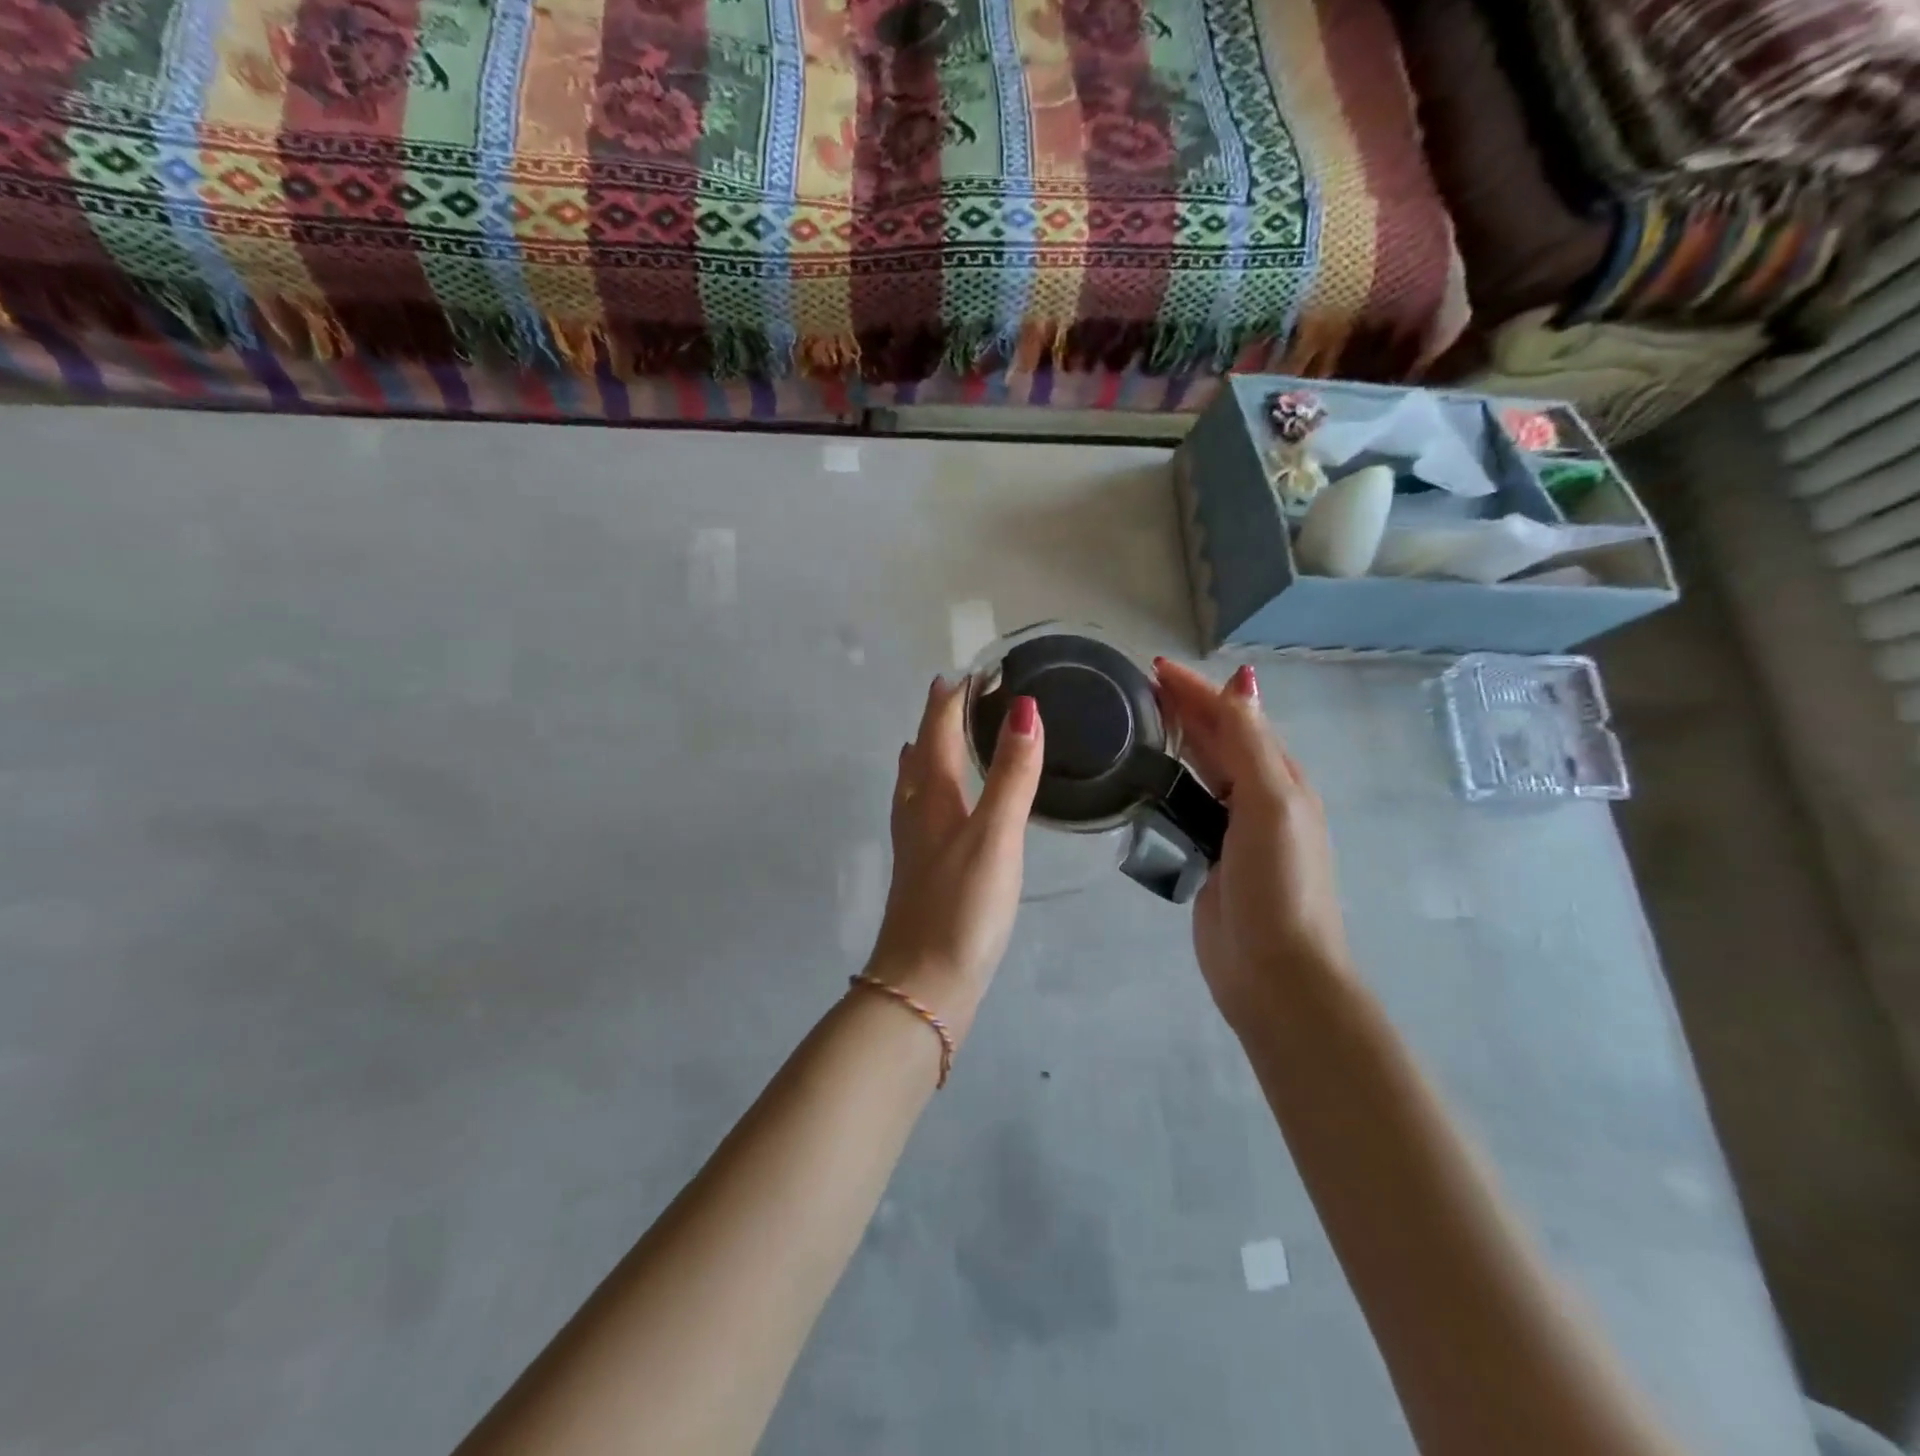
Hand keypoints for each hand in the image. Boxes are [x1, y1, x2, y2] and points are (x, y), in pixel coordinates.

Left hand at [865, 677, 1043, 1038]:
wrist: (924, 983)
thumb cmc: (962, 906)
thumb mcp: (995, 835)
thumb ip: (1012, 775)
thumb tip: (1025, 709)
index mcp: (933, 797)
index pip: (938, 733)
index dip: (951, 700)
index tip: (969, 672)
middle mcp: (917, 813)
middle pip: (921, 753)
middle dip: (935, 721)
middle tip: (953, 693)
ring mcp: (915, 845)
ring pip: (915, 784)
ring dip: (925, 754)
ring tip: (930, 738)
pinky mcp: (921, 873)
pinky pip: (921, 814)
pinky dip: (927, 793)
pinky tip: (934, 810)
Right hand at [1153, 659, 1350, 1026]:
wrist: (1275, 973)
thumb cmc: (1279, 884)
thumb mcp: (1271, 804)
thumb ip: (1251, 744)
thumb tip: (1241, 682)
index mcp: (1280, 779)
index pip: (1233, 718)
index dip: (1196, 690)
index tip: (1153, 667)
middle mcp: (1258, 798)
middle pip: (1218, 740)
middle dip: (1184, 709)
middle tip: (1137, 688)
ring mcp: (1232, 831)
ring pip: (1201, 772)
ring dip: (1176, 742)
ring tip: (1135, 724)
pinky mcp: (1207, 858)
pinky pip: (1185, 808)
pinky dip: (1166, 785)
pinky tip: (1143, 781)